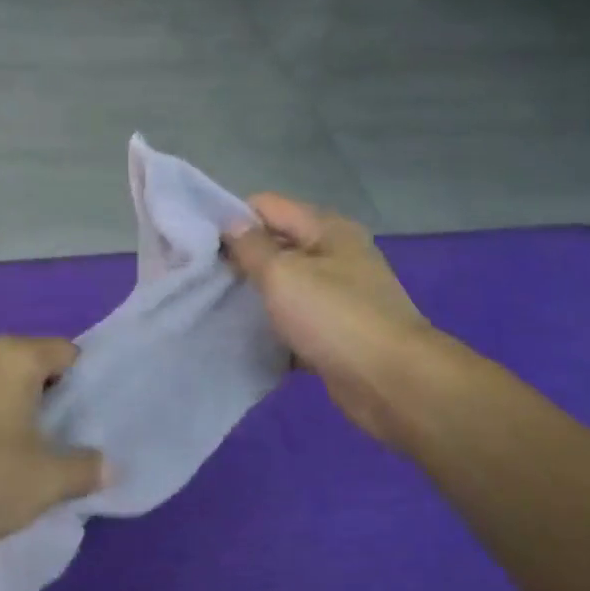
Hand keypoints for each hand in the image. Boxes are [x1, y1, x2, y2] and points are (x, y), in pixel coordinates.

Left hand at [0, 336, 106, 559]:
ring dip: (22, 413)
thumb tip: (109, 466)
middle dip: (55, 400)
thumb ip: (85, 468)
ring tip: (37, 453)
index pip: (67, 352)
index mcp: (12, 356)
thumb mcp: (45, 480)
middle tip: (72, 439)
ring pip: (3, 386)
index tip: (94, 420)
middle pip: (34, 366)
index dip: (86, 384)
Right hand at [223, 194, 434, 446]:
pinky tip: (241, 337)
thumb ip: (252, 246)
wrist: (393, 384)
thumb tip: (230, 221)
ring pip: (282, 286)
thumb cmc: (335, 318)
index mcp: (326, 229)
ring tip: (211, 305)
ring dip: (253, 295)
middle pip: (275, 245)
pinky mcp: (335, 332)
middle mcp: (334, 256)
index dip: (231, 220)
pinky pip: (293, 321)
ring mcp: (337, 296)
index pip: (267, 206)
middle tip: (198, 277)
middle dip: (238, 258)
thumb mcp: (284, 273)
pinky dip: (271, 327)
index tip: (196, 244)